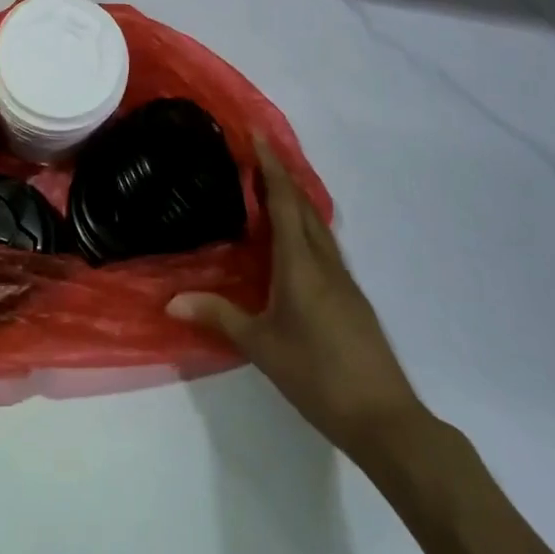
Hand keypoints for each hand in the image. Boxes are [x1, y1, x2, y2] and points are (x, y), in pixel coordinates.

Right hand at [168, 138, 424, 450]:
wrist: (384, 418)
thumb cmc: (317, 375)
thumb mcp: (261, 346)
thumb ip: (218, 316)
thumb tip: (170, 300)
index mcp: (301, 264)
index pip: (284, 202)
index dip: (270, 166)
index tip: (257, 134)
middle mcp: (324, 261)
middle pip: (303, 205)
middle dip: (281, 174)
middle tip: (256, 152)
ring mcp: (343, 278)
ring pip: (317, 224)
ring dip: (295, 197)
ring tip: (270, 185)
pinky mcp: (351, 296)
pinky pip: (324, 243)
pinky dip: (305, 224)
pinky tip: (293, 239)